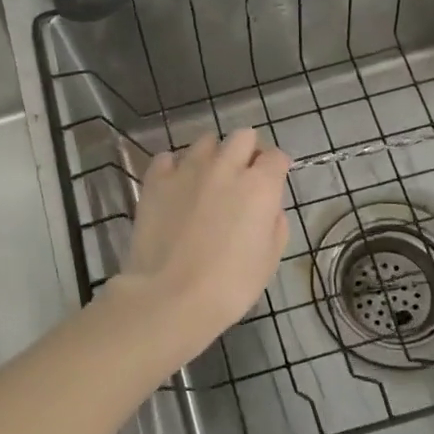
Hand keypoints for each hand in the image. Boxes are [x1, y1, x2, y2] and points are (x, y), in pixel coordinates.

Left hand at [117, 129, 290, 352]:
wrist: (170, 296)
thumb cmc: (229, 286)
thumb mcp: (269, 260)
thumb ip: (275, 224)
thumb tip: (269, 208)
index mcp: (259, 186)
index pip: (277, 157)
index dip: (277, 168)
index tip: (274, 182)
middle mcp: (226, 167)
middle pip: (243, 136)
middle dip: (247, 151)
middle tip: (242, 177)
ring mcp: (187, 169)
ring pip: (206, 141)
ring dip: (212, 156)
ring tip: (207, 180)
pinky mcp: (156, 180)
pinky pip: (168, 158)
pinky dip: (174, 167)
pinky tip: (176, 187)